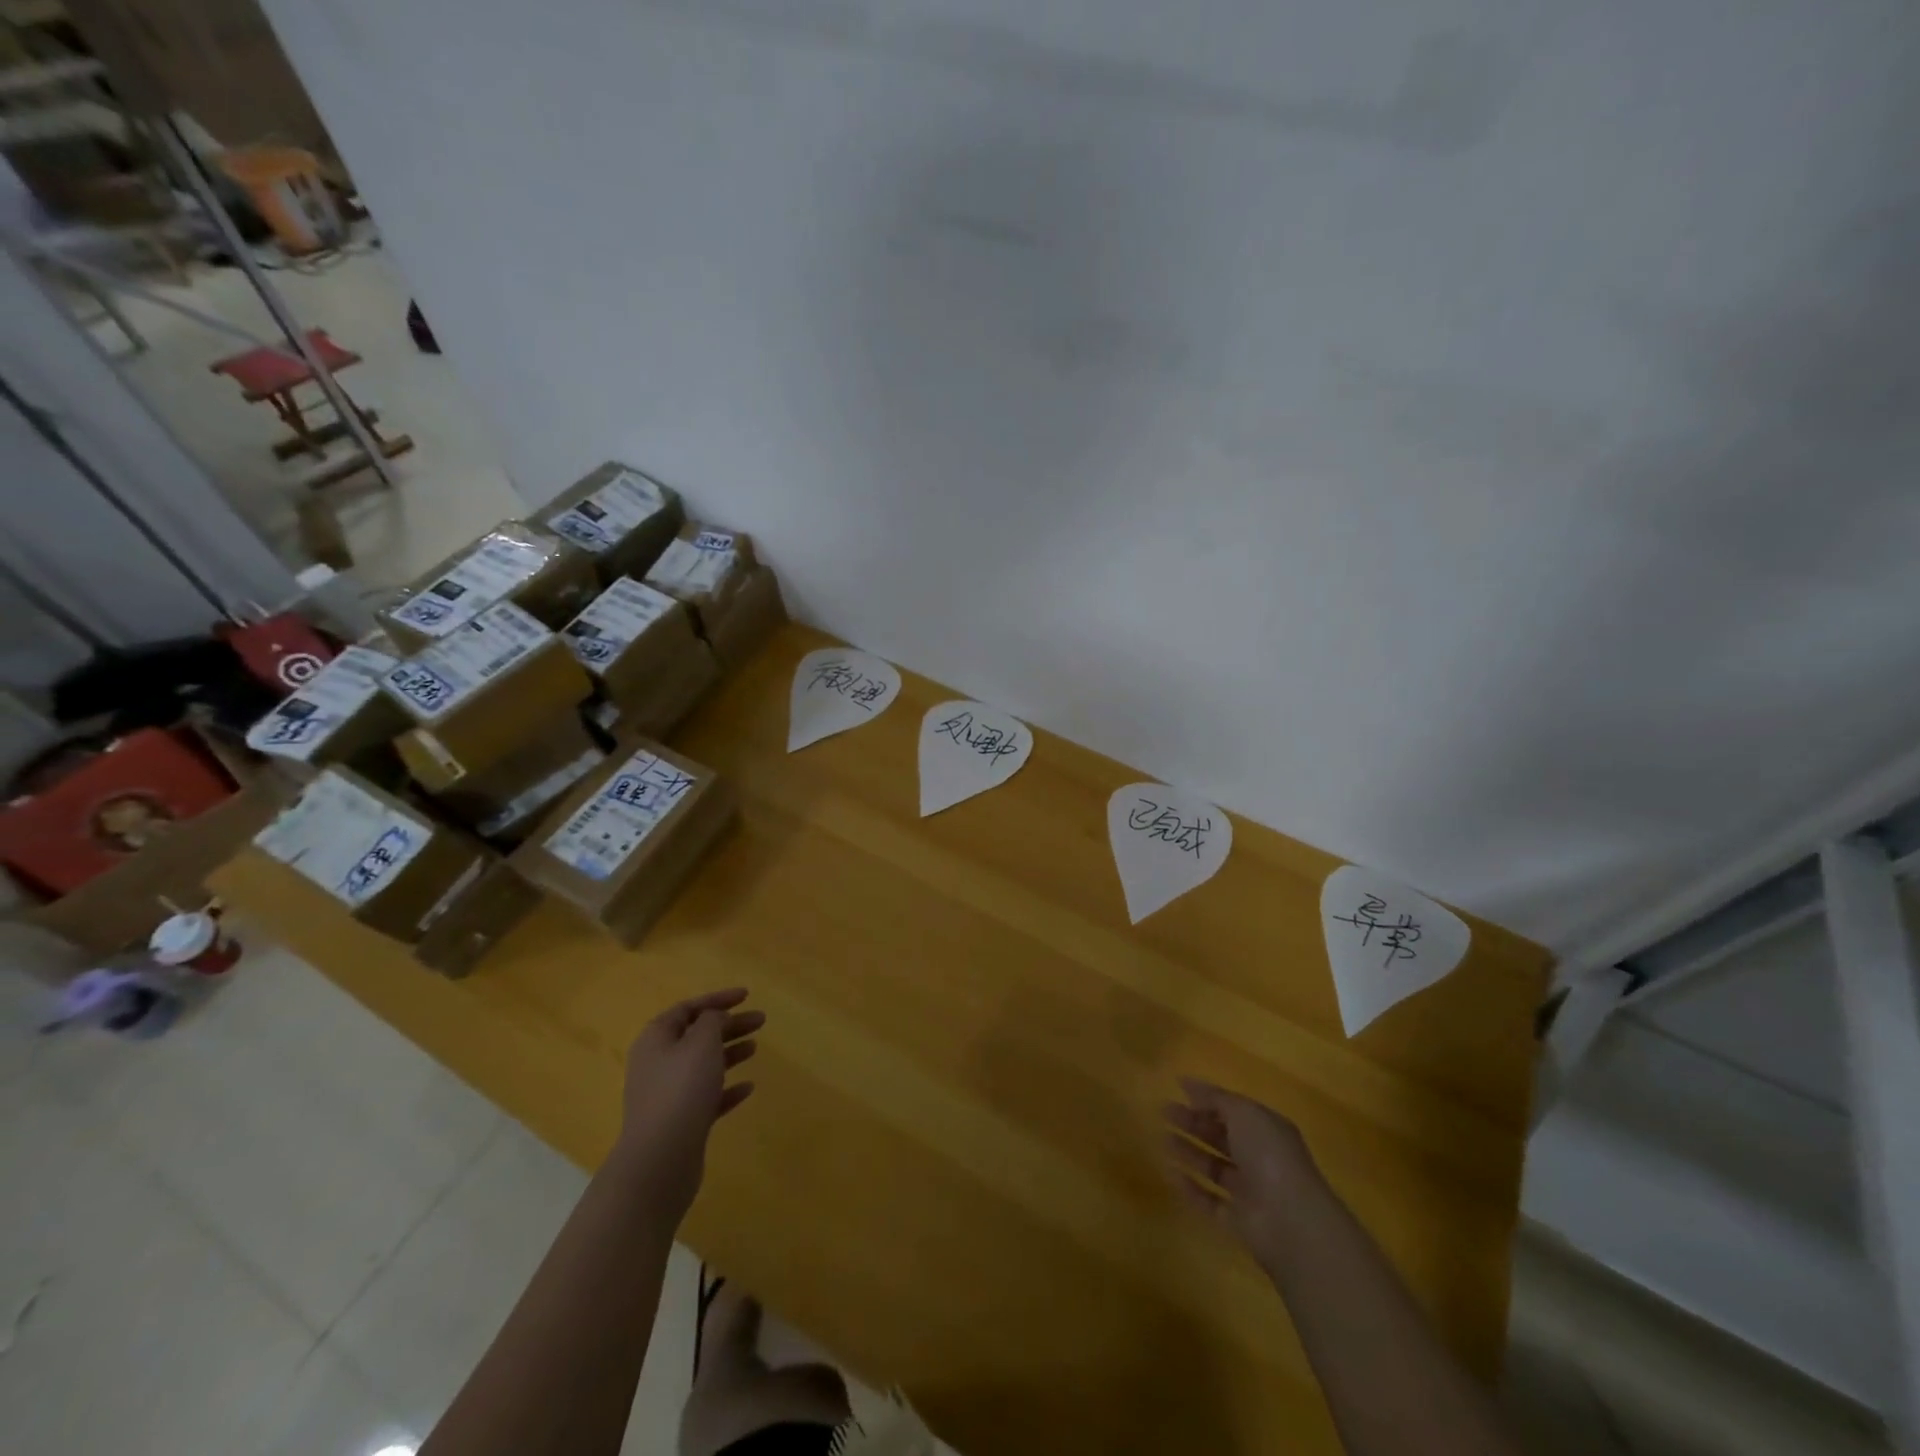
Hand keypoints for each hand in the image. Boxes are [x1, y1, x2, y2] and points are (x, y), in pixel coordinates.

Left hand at [617, 988, 762, 1220]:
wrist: (660, 1160)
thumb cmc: (681, 1090)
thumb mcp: (701, 1042)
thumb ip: (712, 1021)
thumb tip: (715, 1018)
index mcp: (656, 1039)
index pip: (688, 1008)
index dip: (717, 999)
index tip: (746, 995)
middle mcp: (658, 1063)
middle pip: (697, 1035)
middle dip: (729, 1025)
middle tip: (761, 1021)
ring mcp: (667, 1094)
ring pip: (703, 1065)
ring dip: (729, 1053)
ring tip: (755, 1048)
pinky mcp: (680, 1121)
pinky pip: (706, 1096)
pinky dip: (727, 1088)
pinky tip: (748, 1087)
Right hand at [1162, 1078, 1324, 1266]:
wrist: (1290, 1221)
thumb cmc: (1269, 1155)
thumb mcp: (1244, 1113)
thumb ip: (1216, 1098)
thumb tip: (1189, 1084)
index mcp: (1266, 1129)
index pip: (1233, 1109)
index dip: (1207, 1098)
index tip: (1177, 1087)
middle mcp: (1259, 1158)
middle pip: (1220, 1136)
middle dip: (1192, 1122)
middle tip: (1163, 1110)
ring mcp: (1249, 1191)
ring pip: (1213, 1166)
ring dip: (1188, 1151)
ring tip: (1161, 1138)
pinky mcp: (1237, 1220)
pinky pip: (1208, 1200)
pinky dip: (1190, 1187)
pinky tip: (1169, 1172)